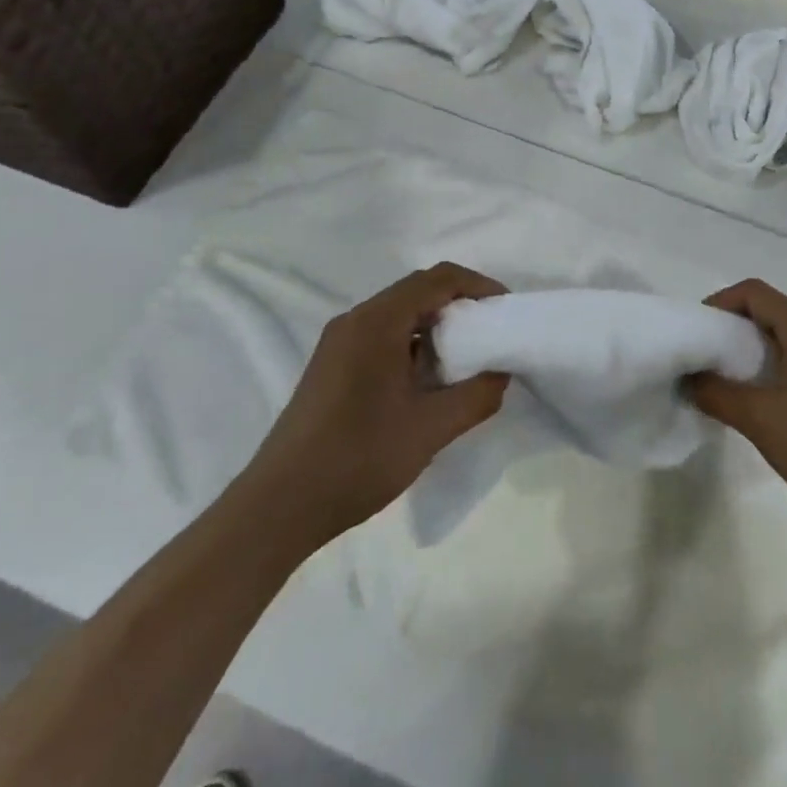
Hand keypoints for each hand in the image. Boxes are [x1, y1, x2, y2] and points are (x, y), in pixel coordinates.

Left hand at [245, 263, 510, 551]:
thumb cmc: (358, 459)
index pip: (437, 279)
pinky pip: (381, 335)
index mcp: (377, 322)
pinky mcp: (331, 366)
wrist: (279, 506)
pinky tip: (426, 380)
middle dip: (459, 304)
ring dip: (435, 325)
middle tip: (492, 332)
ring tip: (466, 357)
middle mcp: (355, 320)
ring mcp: (338, 343)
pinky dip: (412, 343)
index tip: (506, 308)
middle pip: (417, 291)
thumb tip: (501, 374)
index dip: (478, 285)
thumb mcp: (429, 430)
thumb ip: (475, 397)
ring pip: (398, 314)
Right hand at [686, 279, 786, 530]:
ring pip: (785, 334)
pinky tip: (763, 397)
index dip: (720, 303)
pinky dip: (773, 363)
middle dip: (733, 325)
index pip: (754, 292)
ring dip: (752, 347)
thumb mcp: (759, 419)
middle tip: (706, 355)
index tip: (698, 331)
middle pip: (770, 309)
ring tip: (728, 377)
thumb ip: (717, 394)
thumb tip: (689, 379)